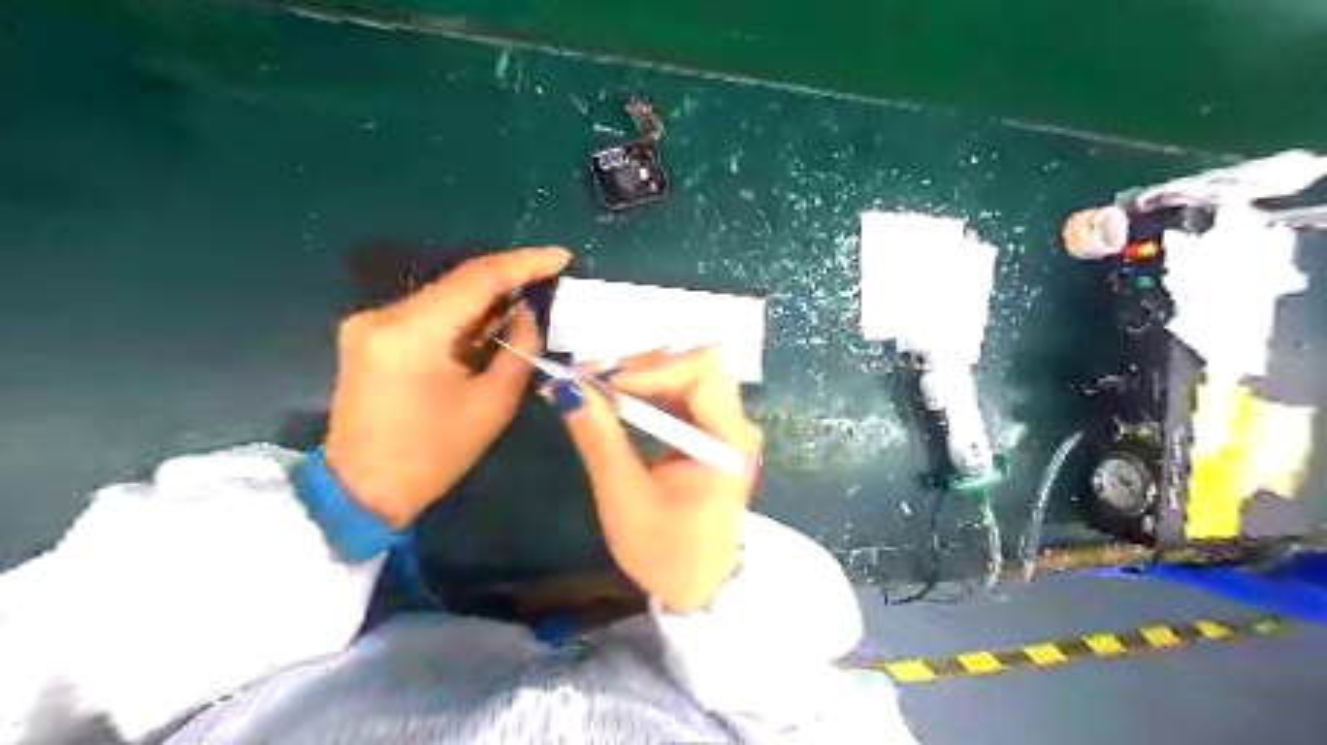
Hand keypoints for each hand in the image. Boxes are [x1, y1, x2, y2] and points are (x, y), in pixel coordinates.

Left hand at [325, 245, 570, 522]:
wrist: (362, 491)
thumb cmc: (433, 455)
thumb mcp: (491, 404)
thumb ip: (517, 350)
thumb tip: (527, 315)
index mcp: (412, 333)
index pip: (477, 278)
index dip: (524, 263)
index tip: (561, 257)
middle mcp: (383, 316)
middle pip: (458, 284)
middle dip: (508, 281)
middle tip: (550, 281)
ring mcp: (369, 324)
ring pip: (443, 297)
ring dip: (486, 301)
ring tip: (527, 304)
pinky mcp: (369, 336)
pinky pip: (427, 314)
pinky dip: (462, 317)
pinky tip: (489, 326)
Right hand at [549, 349, 754, 611]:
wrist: (701, 586)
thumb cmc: (666, 552)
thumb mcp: (626, 501)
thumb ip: (600, 440)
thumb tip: (567, 390)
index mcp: (729, 442)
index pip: (701, 373)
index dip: (652, 368)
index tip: (604, 381)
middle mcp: (735, 424)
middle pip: (697, 365)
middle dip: (643, 366)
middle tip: (594, 379)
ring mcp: (726, 426)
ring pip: (688, 373)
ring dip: (642, 374)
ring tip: (597, 387)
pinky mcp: (712, 431)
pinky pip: (682, 392)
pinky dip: (648, 389)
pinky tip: (617, 399)